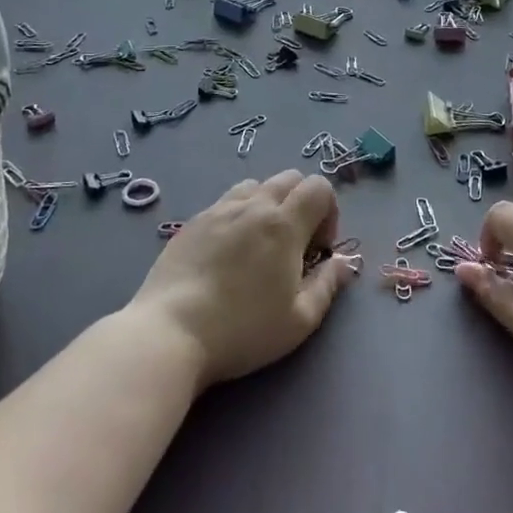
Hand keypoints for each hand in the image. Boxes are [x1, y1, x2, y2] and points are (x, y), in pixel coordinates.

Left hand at [130, 170, 354, 386]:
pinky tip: (228, 253)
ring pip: (255, 186)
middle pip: (289, 178)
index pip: (319, 187)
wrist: (170, 333)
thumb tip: (343, 262)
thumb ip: (328, 285)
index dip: (329, 212)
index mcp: (284, 224)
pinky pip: (225, 202)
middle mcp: (252, 206)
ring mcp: (218, 210)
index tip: (319, 249)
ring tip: (260, 245)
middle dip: (302, 203)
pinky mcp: (191, 222)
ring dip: (268, 205)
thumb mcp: (299, 320)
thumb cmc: (242, 330)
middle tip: (295, 246)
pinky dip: (239, 215)